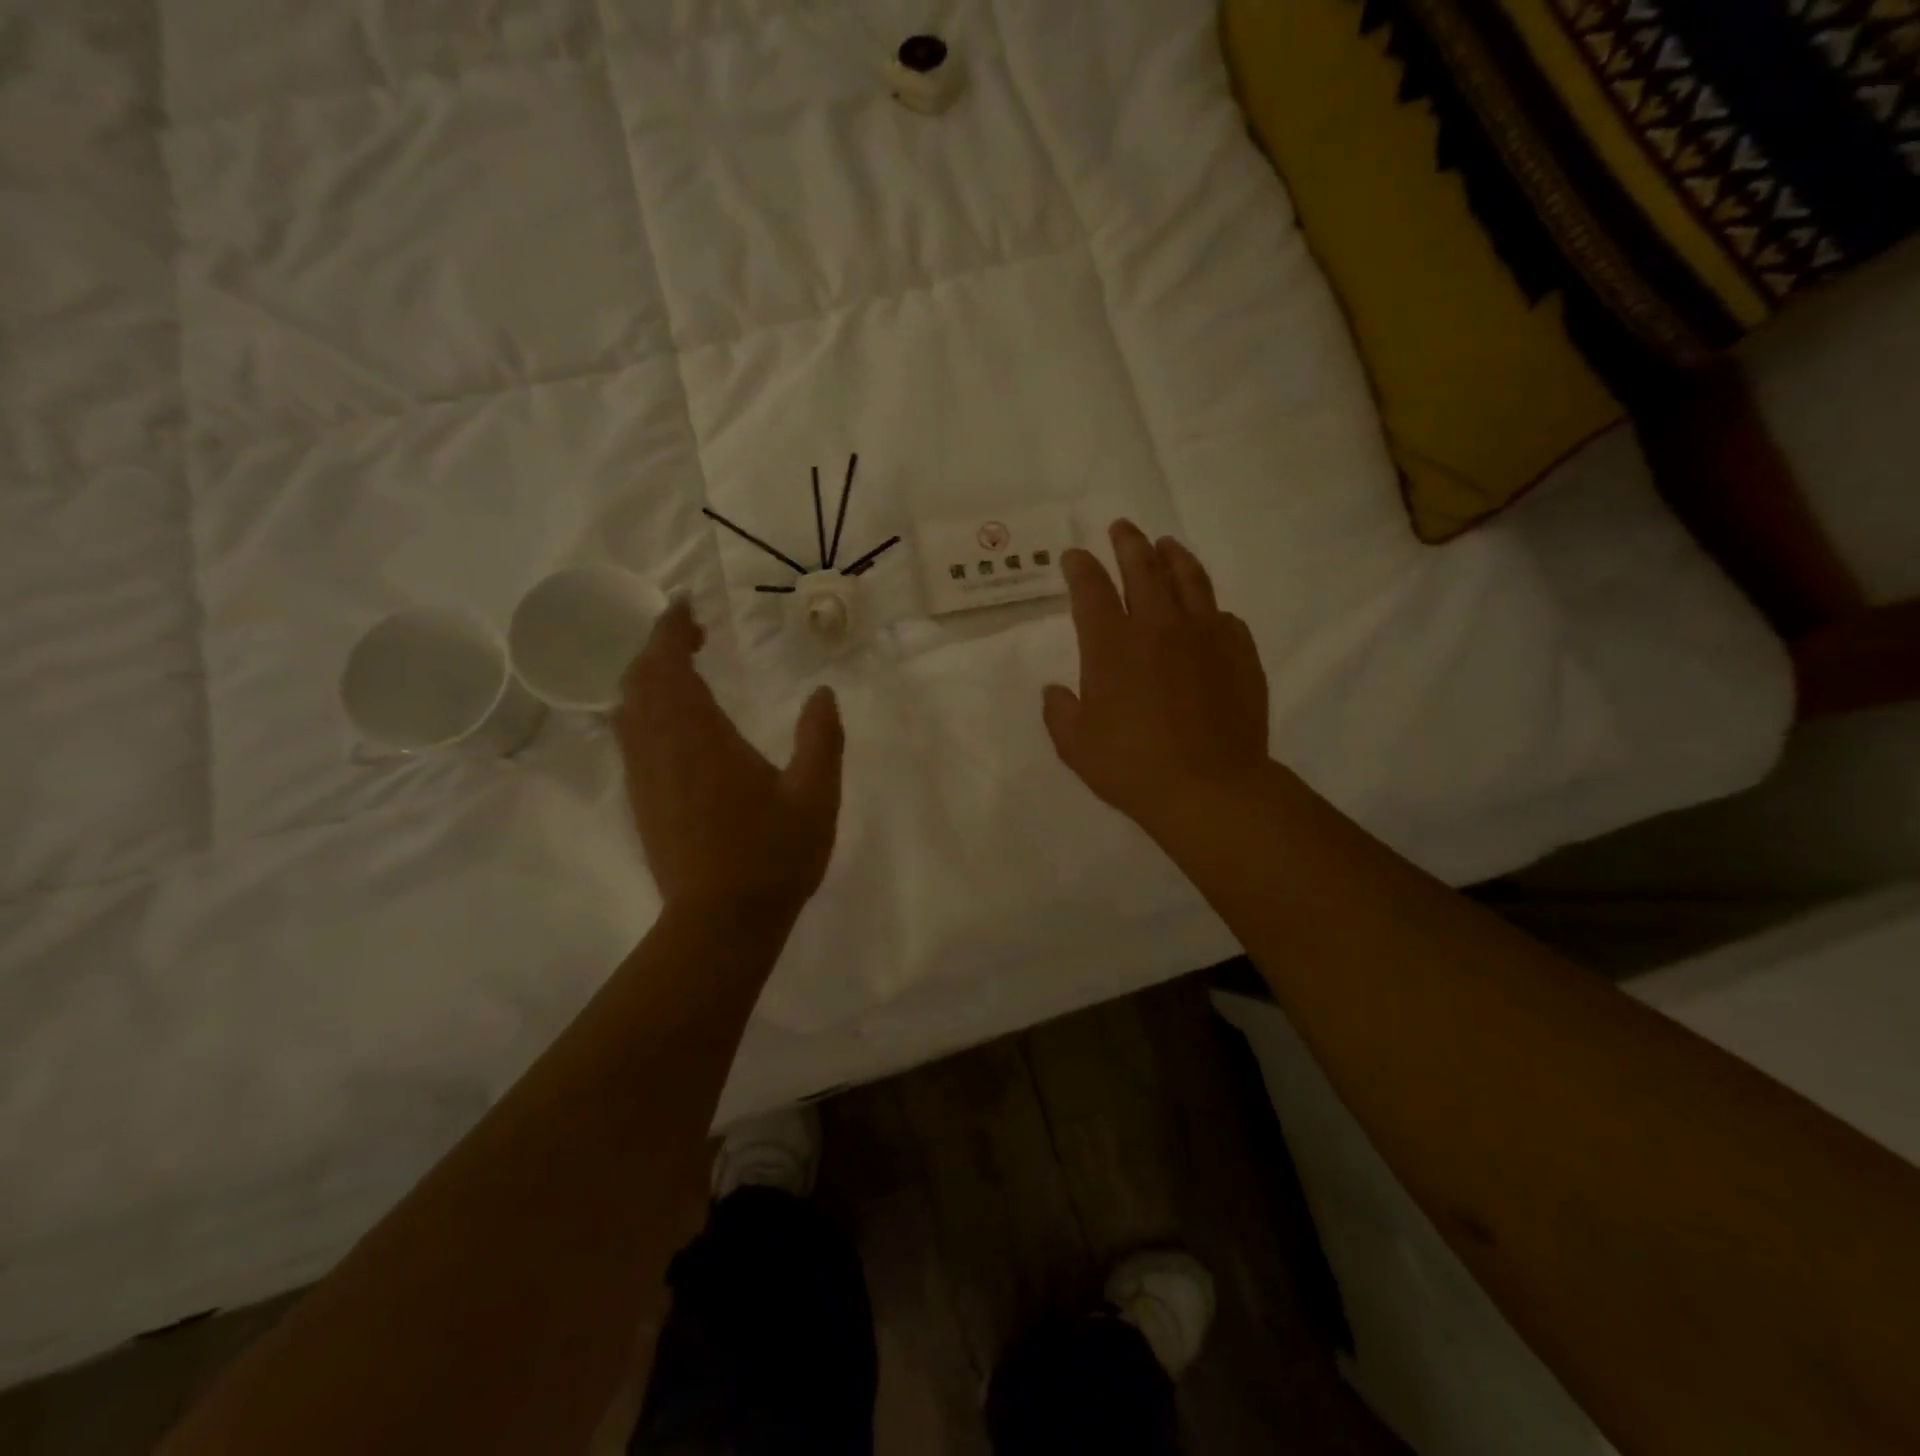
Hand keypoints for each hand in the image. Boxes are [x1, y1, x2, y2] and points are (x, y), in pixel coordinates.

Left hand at [613, 599, 842, 918]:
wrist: (721, 922)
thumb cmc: (773, 856)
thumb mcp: (815, 796)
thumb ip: (821, 739)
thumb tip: (823, 692)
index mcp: (701, 738)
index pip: (668, 665)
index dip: (670, 628)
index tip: (686, 606)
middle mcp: (661, 748)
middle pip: (639, 679)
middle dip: (657, 645)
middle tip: (690, 632)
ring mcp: (645, 776)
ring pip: (626, 708)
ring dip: (645, 676)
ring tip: (679, 667)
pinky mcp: (641, 800)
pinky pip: (628, 737)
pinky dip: (640, 709)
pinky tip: (668, 718)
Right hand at [1044, 521, 1271, 843]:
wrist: (1210, 788)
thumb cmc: (1132, 767)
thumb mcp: (1075, 746)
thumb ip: (1060, 712)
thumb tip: (1057, 691)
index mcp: (1112, 645)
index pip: (1092, 589)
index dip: (1081, 568)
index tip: (1075, 556)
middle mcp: (1158, 626)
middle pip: (1143, 568)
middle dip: (1128, 543)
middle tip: (1122, 527)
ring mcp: (1205, 634)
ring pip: (1189, 579)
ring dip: (1173, 557)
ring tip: (1166, 544)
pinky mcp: (1239, 651)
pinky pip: (1222, 615)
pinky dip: (1208, 606)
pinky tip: (1206, 610)